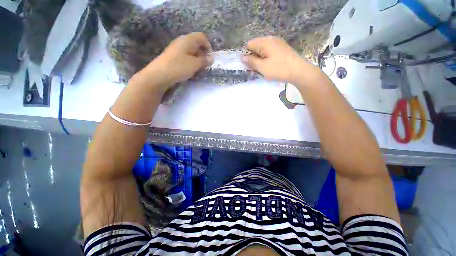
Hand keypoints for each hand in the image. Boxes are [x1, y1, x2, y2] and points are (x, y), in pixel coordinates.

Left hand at [134, 32, 213, 90]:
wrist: (159, 75)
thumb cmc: (179, 67)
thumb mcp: (195, 64)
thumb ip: (204, 61)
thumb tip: (211, 58)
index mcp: (187, 40)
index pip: (201, 37)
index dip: (208, 45)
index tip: (210, 57)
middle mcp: (181, 42)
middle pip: (196, 44)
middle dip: (203, 54)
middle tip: (205, 65)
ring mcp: (176, 49)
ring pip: (190, 51)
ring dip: (197, 59)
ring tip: (199, 69)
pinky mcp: (173, 57)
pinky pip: (185, 57)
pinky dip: (190, 62)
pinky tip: (190, 70)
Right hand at [242, 37, 308, 82]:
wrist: (299, 71)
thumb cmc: (278, 69)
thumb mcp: (262, 67)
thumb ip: (251, 62)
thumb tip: (242, 57)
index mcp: (265, 42)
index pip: (249, 44)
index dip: (247, 55)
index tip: (249, 65)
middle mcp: (271, 39)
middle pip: (256, 47)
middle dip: (254, 57)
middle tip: (256, 69)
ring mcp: (278, 43)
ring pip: (263, 50)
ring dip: (260, 59)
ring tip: (263, 69)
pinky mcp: (282, 48)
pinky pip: (270, 52)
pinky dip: (267, 58)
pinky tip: (270, 66)